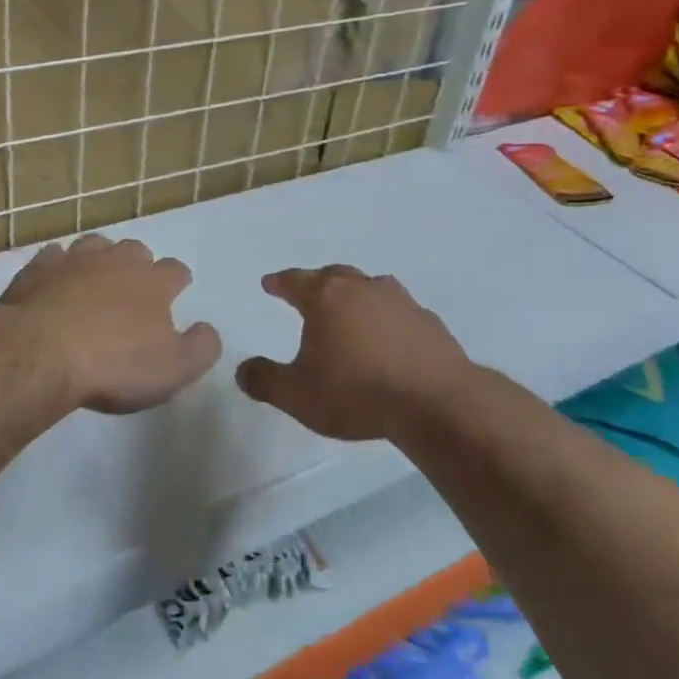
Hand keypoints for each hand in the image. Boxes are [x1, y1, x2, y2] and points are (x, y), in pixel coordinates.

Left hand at [0, 235, 220, 414]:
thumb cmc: (113, 364)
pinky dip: (59, 266)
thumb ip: (201, 347)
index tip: (175, 293)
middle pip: (135, 250)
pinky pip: (54, 257)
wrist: (40, 353)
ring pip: (95, 245)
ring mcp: (74, 260)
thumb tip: (207, 329)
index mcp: (153, 282)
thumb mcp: (174, 369)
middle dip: (138, 265)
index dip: (177, 282)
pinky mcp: (38, 269)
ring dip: (99, 259)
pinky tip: (55, 282)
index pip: (176, 270)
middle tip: (132, 291)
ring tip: (95, 280)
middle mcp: (116, 261)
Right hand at [236, 266, 472, 441]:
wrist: (436, 402)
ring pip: (371, 287)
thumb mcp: (297, 395)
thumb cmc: (357, 392)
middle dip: (317, 282)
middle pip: (334, 275)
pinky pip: (399, 312)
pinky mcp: (429, 322)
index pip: (295, 280)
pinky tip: (389, 338)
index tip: (270, 283)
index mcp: (326, 298)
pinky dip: (387, 318)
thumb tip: (242, 369)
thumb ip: (265, 380)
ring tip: (350, 311)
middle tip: (308, 293)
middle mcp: (362, 289)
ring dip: (356, 296)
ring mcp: (400, 302)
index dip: (279, 282)